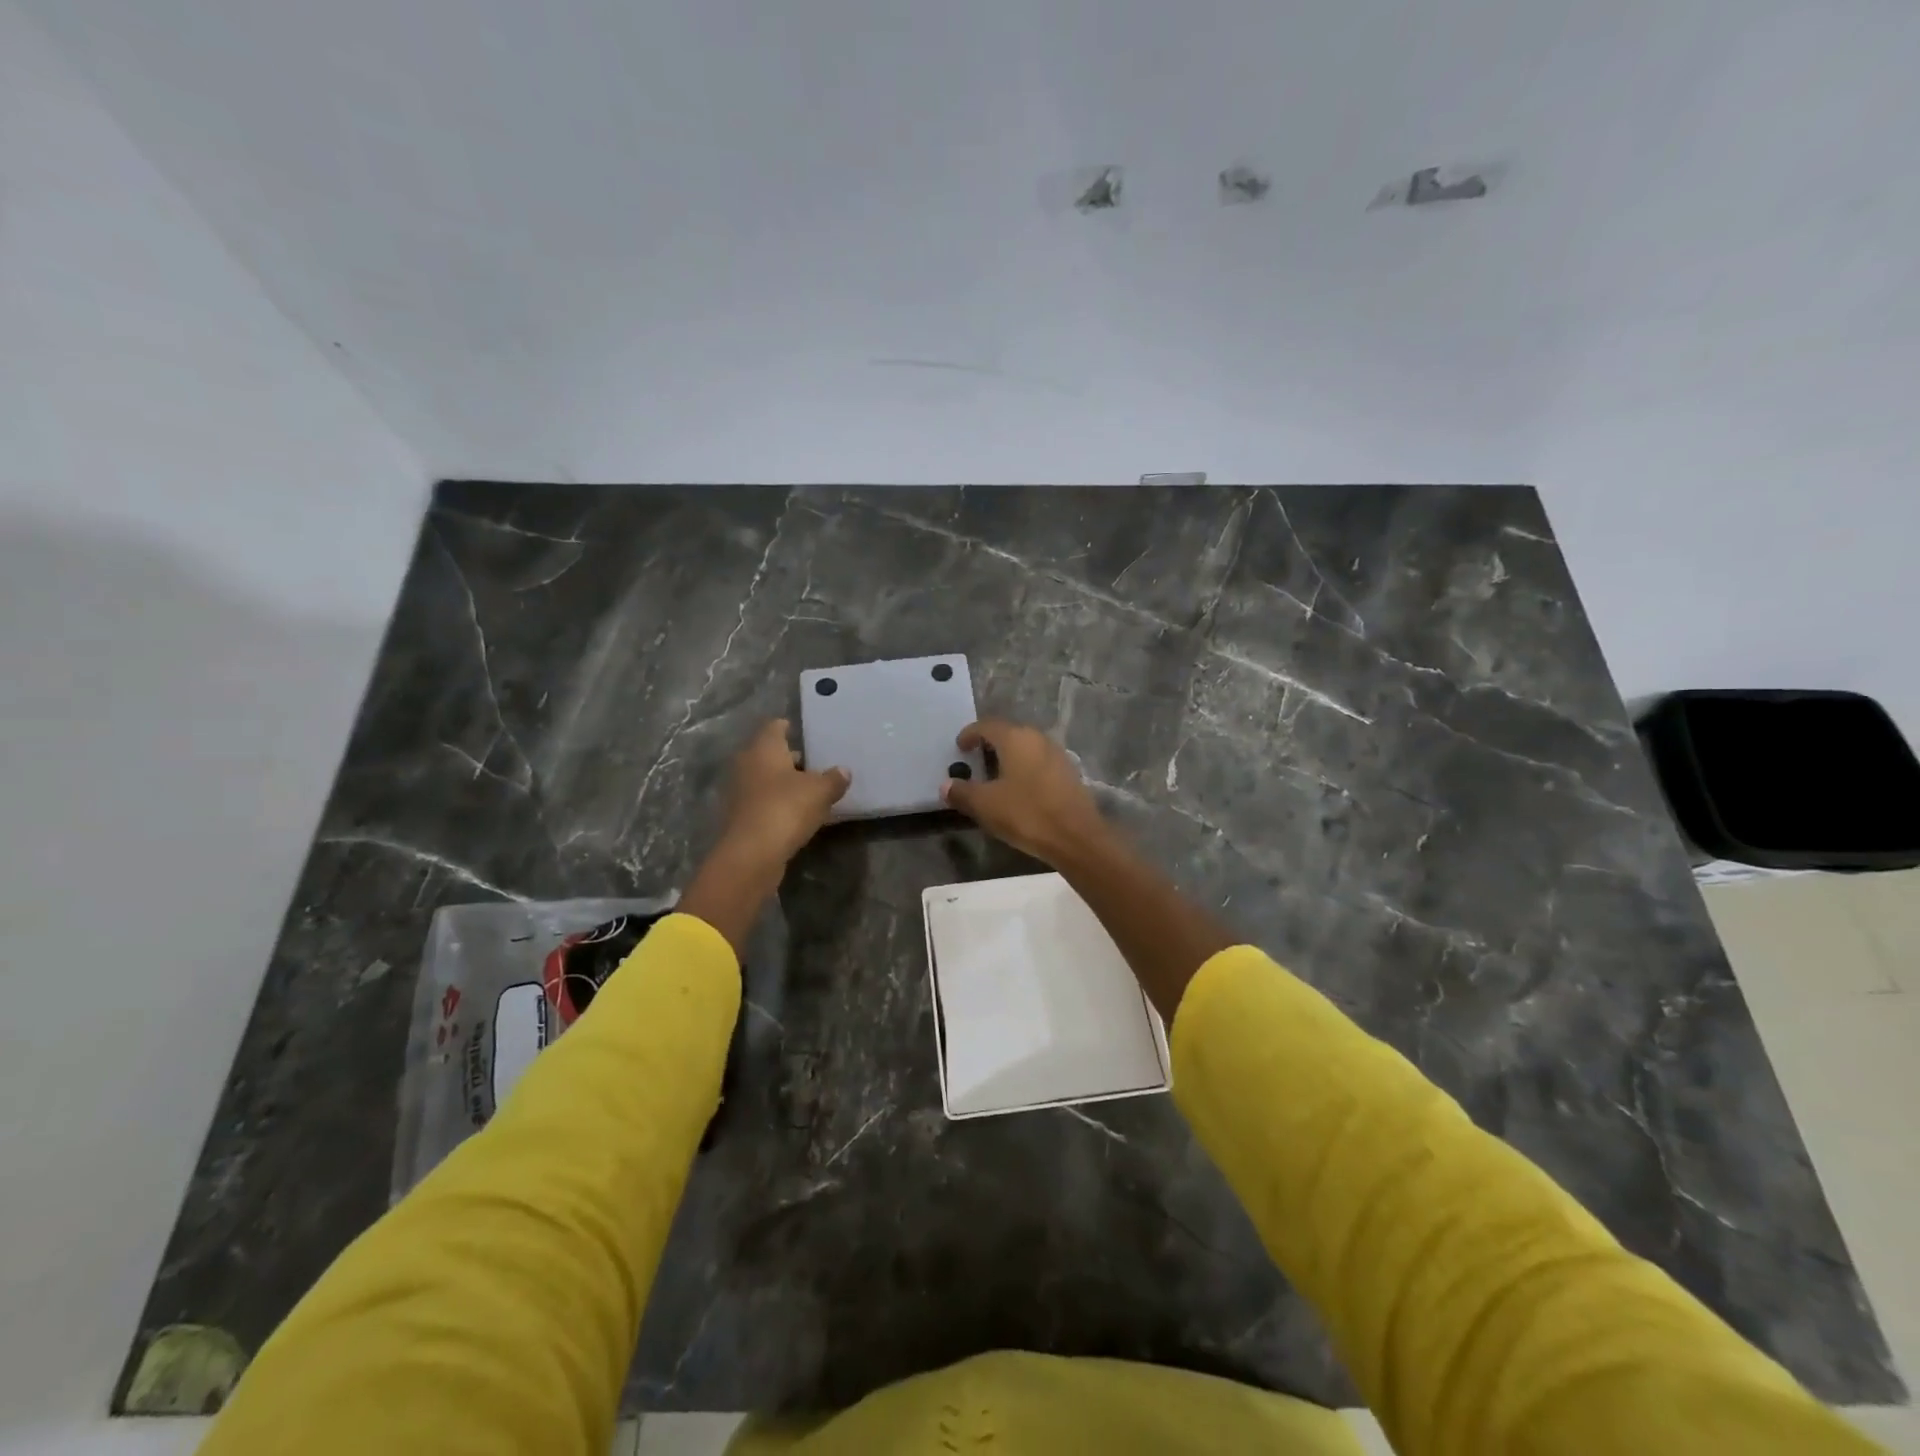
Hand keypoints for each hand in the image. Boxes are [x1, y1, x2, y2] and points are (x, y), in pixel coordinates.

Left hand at [716, 718, 850, 869]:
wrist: (751, 854)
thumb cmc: (786, 809)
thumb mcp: (820, 792)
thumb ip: (833, 779)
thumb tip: (843, 770)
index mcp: (764, 748)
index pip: (774, 727)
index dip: (788, 727)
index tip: (803, 731)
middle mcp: (746, 764)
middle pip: (768, 754)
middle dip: (789, 758)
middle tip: (814, 763)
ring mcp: (739, 792)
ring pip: (764, 779)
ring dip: (782, 783)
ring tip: (809, 790)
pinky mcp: (739, 817)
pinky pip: (761, 802)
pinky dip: (776, 803)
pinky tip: (795, 814)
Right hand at [940, 718, 1111, 865]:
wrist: (1076, 837)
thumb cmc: (1026, 814)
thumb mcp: (985, 805)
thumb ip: (962, 792)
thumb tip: (946, 786)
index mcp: (1015, 738)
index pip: (987, 726)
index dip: (970, 734)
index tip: (960, 747)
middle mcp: (1038, 739)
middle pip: (1009, 733)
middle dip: (991, 744)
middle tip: (976, 760)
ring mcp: (1057, 754)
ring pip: (1027, 747)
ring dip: (1010, 756)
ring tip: (996, 775)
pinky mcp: (1070, 773)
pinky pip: (1040, 762)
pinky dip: (1026, 768)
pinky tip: (1020, 788)